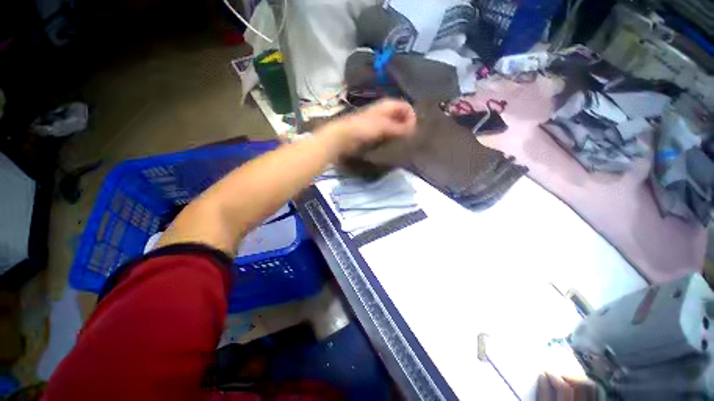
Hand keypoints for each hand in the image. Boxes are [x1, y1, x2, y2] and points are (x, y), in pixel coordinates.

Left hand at [319, 98, 416, 155]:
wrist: (342, 137)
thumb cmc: (362, 128)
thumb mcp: (382, 126)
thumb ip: (398, 127)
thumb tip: (413, 130)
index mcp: (386, 105)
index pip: (406, 106)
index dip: (411, 116)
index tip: (413, 131)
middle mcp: (383, 111)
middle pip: (400, 116)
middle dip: (407, 125)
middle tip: (409, 138)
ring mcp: (378, 122)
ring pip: (394, 125)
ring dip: (399, 132)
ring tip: (403, 143)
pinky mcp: (373, 132)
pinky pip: (386, 133)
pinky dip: (391, 137)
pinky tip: (392, 145)